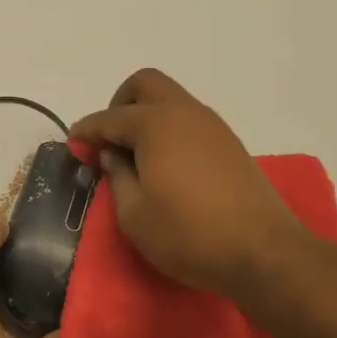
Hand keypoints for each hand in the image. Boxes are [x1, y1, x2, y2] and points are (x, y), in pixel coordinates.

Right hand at [69, 68, 306, 300]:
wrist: (263, 253)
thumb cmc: (188, 234)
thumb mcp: (134, 214)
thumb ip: (117, 177)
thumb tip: (111, 155)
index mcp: (155, 124)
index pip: (109, 118)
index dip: (86, 130)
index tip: (73, 143)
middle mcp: (185, 113)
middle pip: (145, 85)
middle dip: (119, 105)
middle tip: (109, 140)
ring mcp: (212, 126)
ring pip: (170, 101)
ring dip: (146, 117)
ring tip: (134, 157)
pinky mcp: (229, 144)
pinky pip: (188, 121)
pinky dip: (168, 130)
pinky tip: (163, 165)